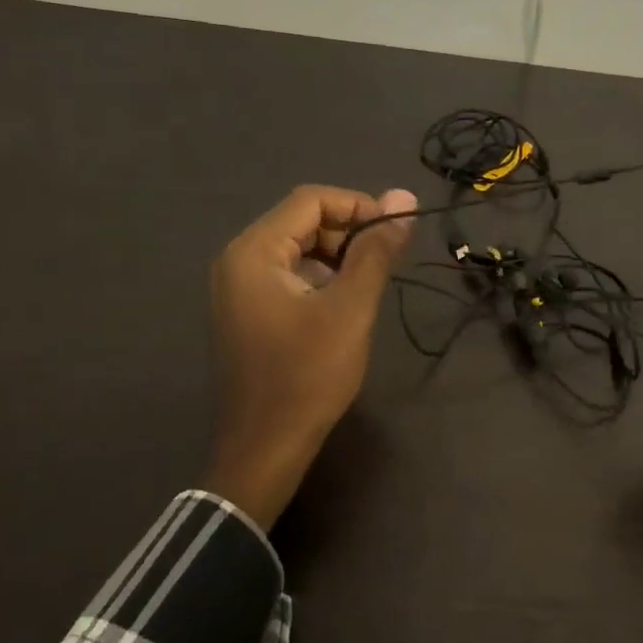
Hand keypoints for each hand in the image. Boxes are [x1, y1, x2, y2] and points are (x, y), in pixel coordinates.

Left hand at [205, 185, 416, 526]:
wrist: (266, 447)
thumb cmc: (308, 376)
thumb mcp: (350, 309)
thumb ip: (376, 251)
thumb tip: (404, 195)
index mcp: (254, 252)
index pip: (310, 200)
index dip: (359, 206)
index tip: (397, 233)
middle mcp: (238, 261)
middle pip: (301, 222)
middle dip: (348, 234)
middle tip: (385, 264)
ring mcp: (238, 289)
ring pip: (297, 251)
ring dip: (337, 259)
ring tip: (368, 289)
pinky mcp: (248, 313)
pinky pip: (287, 278)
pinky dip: (320, 281)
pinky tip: (344, 308)